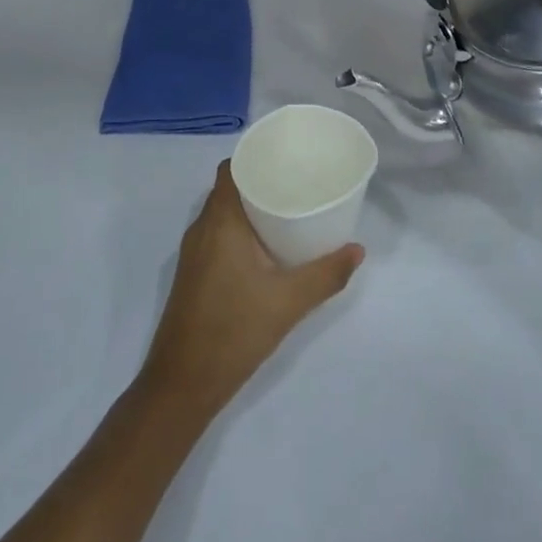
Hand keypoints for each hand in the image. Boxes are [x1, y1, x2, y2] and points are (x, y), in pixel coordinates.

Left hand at [138, 162, 363, 419]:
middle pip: (228, 189)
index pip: (230, 169)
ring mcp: (193, 253)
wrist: (183, 383)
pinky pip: (217, 235)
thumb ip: (326, 274)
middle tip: (297, 185)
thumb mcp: (289, 302)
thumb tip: (358, 250)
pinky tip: (266, 249)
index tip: (285, 159)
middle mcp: (201, 229)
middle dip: (260, 182)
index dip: (254, 158)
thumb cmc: (234, 330)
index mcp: (220, 221)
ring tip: (287, 212)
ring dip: (250, 209)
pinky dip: (240, 231)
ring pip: (222, 214)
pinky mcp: (193, 274)